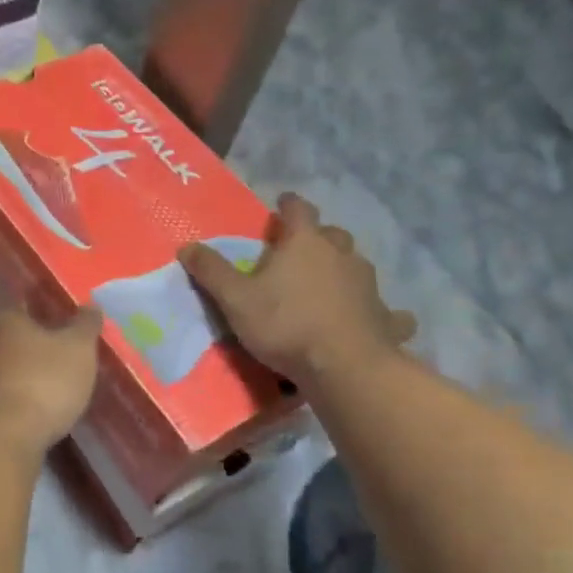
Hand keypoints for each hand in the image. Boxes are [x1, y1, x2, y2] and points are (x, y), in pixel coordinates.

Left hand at [0, 307, 102, 460]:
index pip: (27, 308)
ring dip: (22, 375)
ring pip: (3, 367)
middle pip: (12, 338)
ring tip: (50, 389)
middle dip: (34, 348)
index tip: (67, 331)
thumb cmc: (43, 383)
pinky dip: (14, 398)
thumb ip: (86, 324)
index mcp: (3, 319)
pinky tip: (32, 411)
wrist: (2, 441)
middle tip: (62, 360)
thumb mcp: (78, 350)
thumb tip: (91, 306)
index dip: (48, 317)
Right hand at [180, 193, 416, 386]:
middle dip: (317, 238)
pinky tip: (371, 319)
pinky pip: (383, 309)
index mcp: (305, 243)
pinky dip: (377, 311)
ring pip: (356, 266)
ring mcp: (369, 285)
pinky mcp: (385, 317)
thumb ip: (211, 271)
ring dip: (342, 269)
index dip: (289, 205)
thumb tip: (187, 246)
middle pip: (332, 234)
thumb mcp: (235, 299)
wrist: (344, 367)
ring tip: (327, 285)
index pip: (299, 210)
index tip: (282, 205)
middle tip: (300, 252)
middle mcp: (342, 255)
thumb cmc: (285, 324)